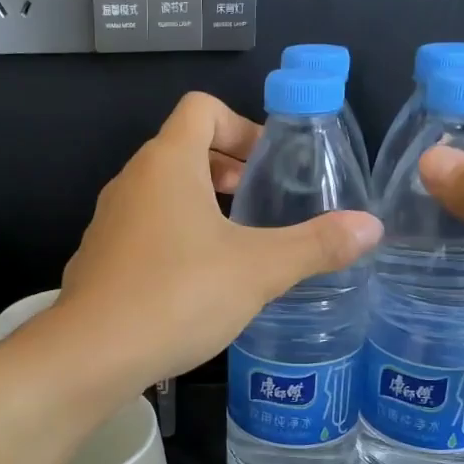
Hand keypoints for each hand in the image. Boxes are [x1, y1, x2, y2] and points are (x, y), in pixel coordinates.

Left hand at [51, 93, 381, 388]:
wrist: (91, 354)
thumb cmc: (178, 295)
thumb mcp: (258, 270)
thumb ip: (316, 245)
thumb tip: (372, 226)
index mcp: (167, 163)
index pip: (201, 108)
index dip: (241, 125)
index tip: (267, 165)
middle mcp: (131, 181)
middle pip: (181, 148)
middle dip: (225, 167)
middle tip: (258, 202)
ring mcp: (108, 220)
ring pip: (160, 191)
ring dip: (199, 204)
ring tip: (235, 244)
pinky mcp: (98, 257)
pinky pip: (142, 228)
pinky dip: (173, 235)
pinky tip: (194, 282)